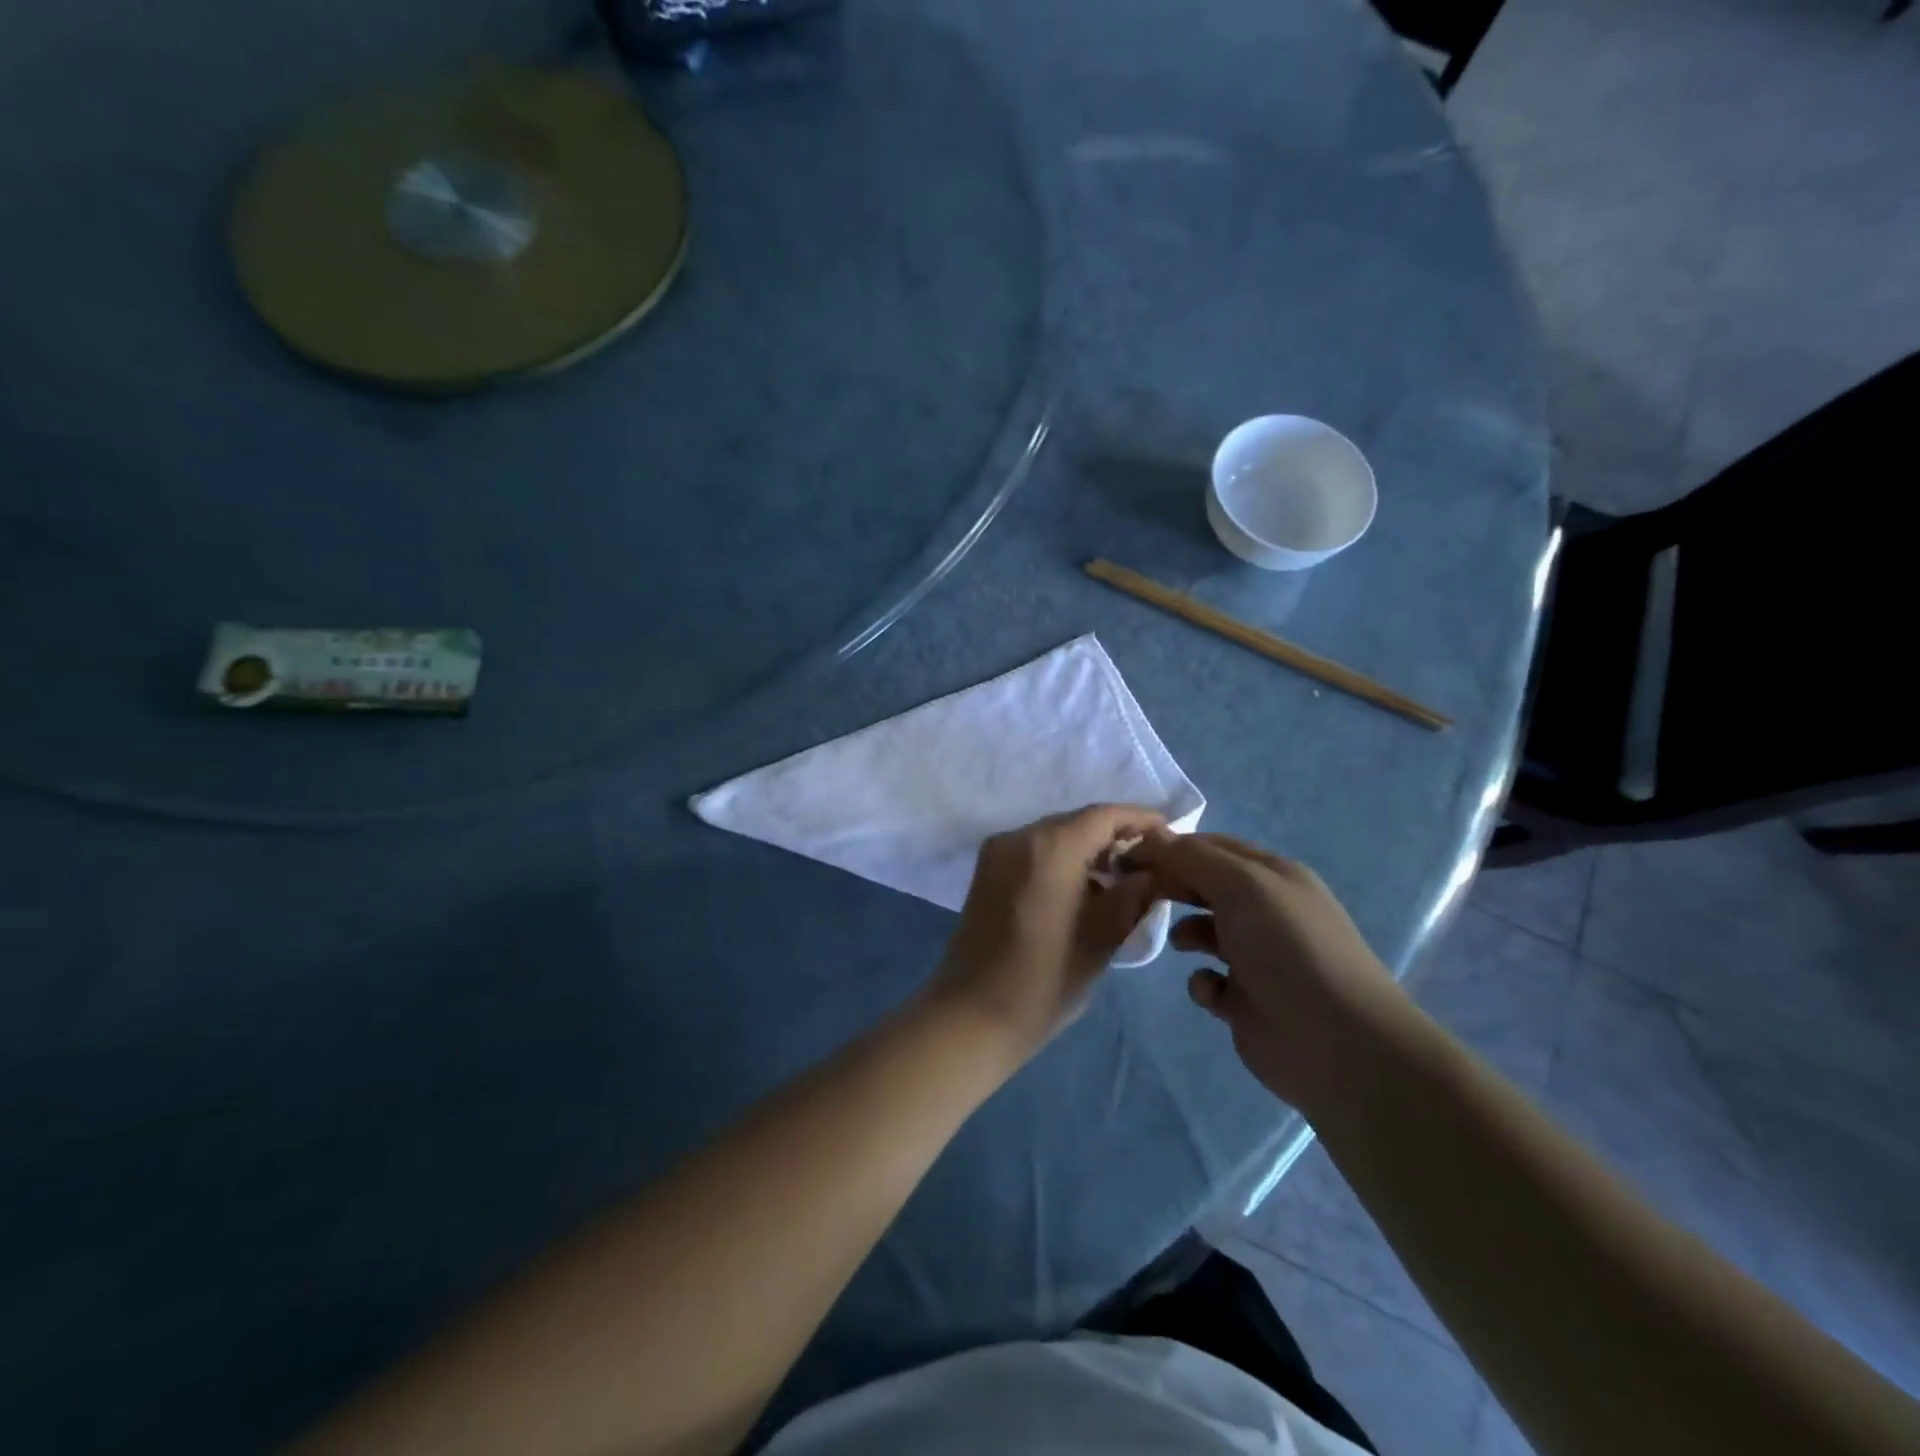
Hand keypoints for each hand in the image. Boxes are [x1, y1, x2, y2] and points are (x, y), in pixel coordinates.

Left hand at [926, 805, 1165, 1062]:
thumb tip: (1154, 872)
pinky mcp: (987, 871)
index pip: (1104, 815)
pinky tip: (1085, 890)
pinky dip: (1063, 861)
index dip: (1140, 820)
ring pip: (1055, 836)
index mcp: (1049, 847)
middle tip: (1150, 865)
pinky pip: (1034, 852)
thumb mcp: (1102, 939)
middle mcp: (1019, 837)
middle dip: (1115, 837)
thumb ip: (1133, 896)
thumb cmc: (1044, 981)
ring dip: (1089, 850)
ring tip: (1123, 881)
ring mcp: (997, 852)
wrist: (971, 1015)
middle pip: (1077, 822)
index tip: (1170, 836)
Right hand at [1129, 831, 1418, 1115]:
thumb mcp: (1241, 884)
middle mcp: (1266, 911)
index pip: (1214, 847)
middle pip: (1206, 886)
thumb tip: (1152, 839)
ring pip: (1204, 932)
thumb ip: (1193, 858)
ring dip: (1185, 932)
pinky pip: (1208, 980)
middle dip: (1173, 886)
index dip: (1173, 847)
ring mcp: (1257, 957)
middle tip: (1137, 893)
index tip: (1131, 855)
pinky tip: (1211, 990)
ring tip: (1179, 943)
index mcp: (1273, 876)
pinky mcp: (1246, 1001)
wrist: (1334, 1040)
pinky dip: (1202, 981)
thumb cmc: (1286, 946)